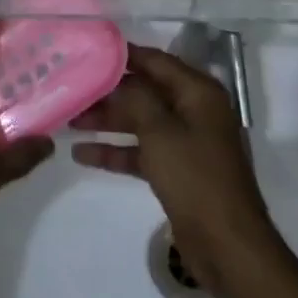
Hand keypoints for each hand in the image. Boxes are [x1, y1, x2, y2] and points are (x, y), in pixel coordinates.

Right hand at [72, 44, 282, 297]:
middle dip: (109, 92)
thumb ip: (135, 99)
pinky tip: (82, 153)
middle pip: (145, 91)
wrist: (228, 248)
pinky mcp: (177, 171)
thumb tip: (116, 81)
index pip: (155, 61)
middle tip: (71, 86)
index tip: (88, 49)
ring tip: (69, 118)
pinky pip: (142, 151)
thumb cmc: (196, 179)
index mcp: (198, 93)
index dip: (123, 55)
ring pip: (140, 122)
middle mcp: (193, 111)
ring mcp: (185, 142)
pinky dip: (116, 151)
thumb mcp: (160, 132)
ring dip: (108, 121)